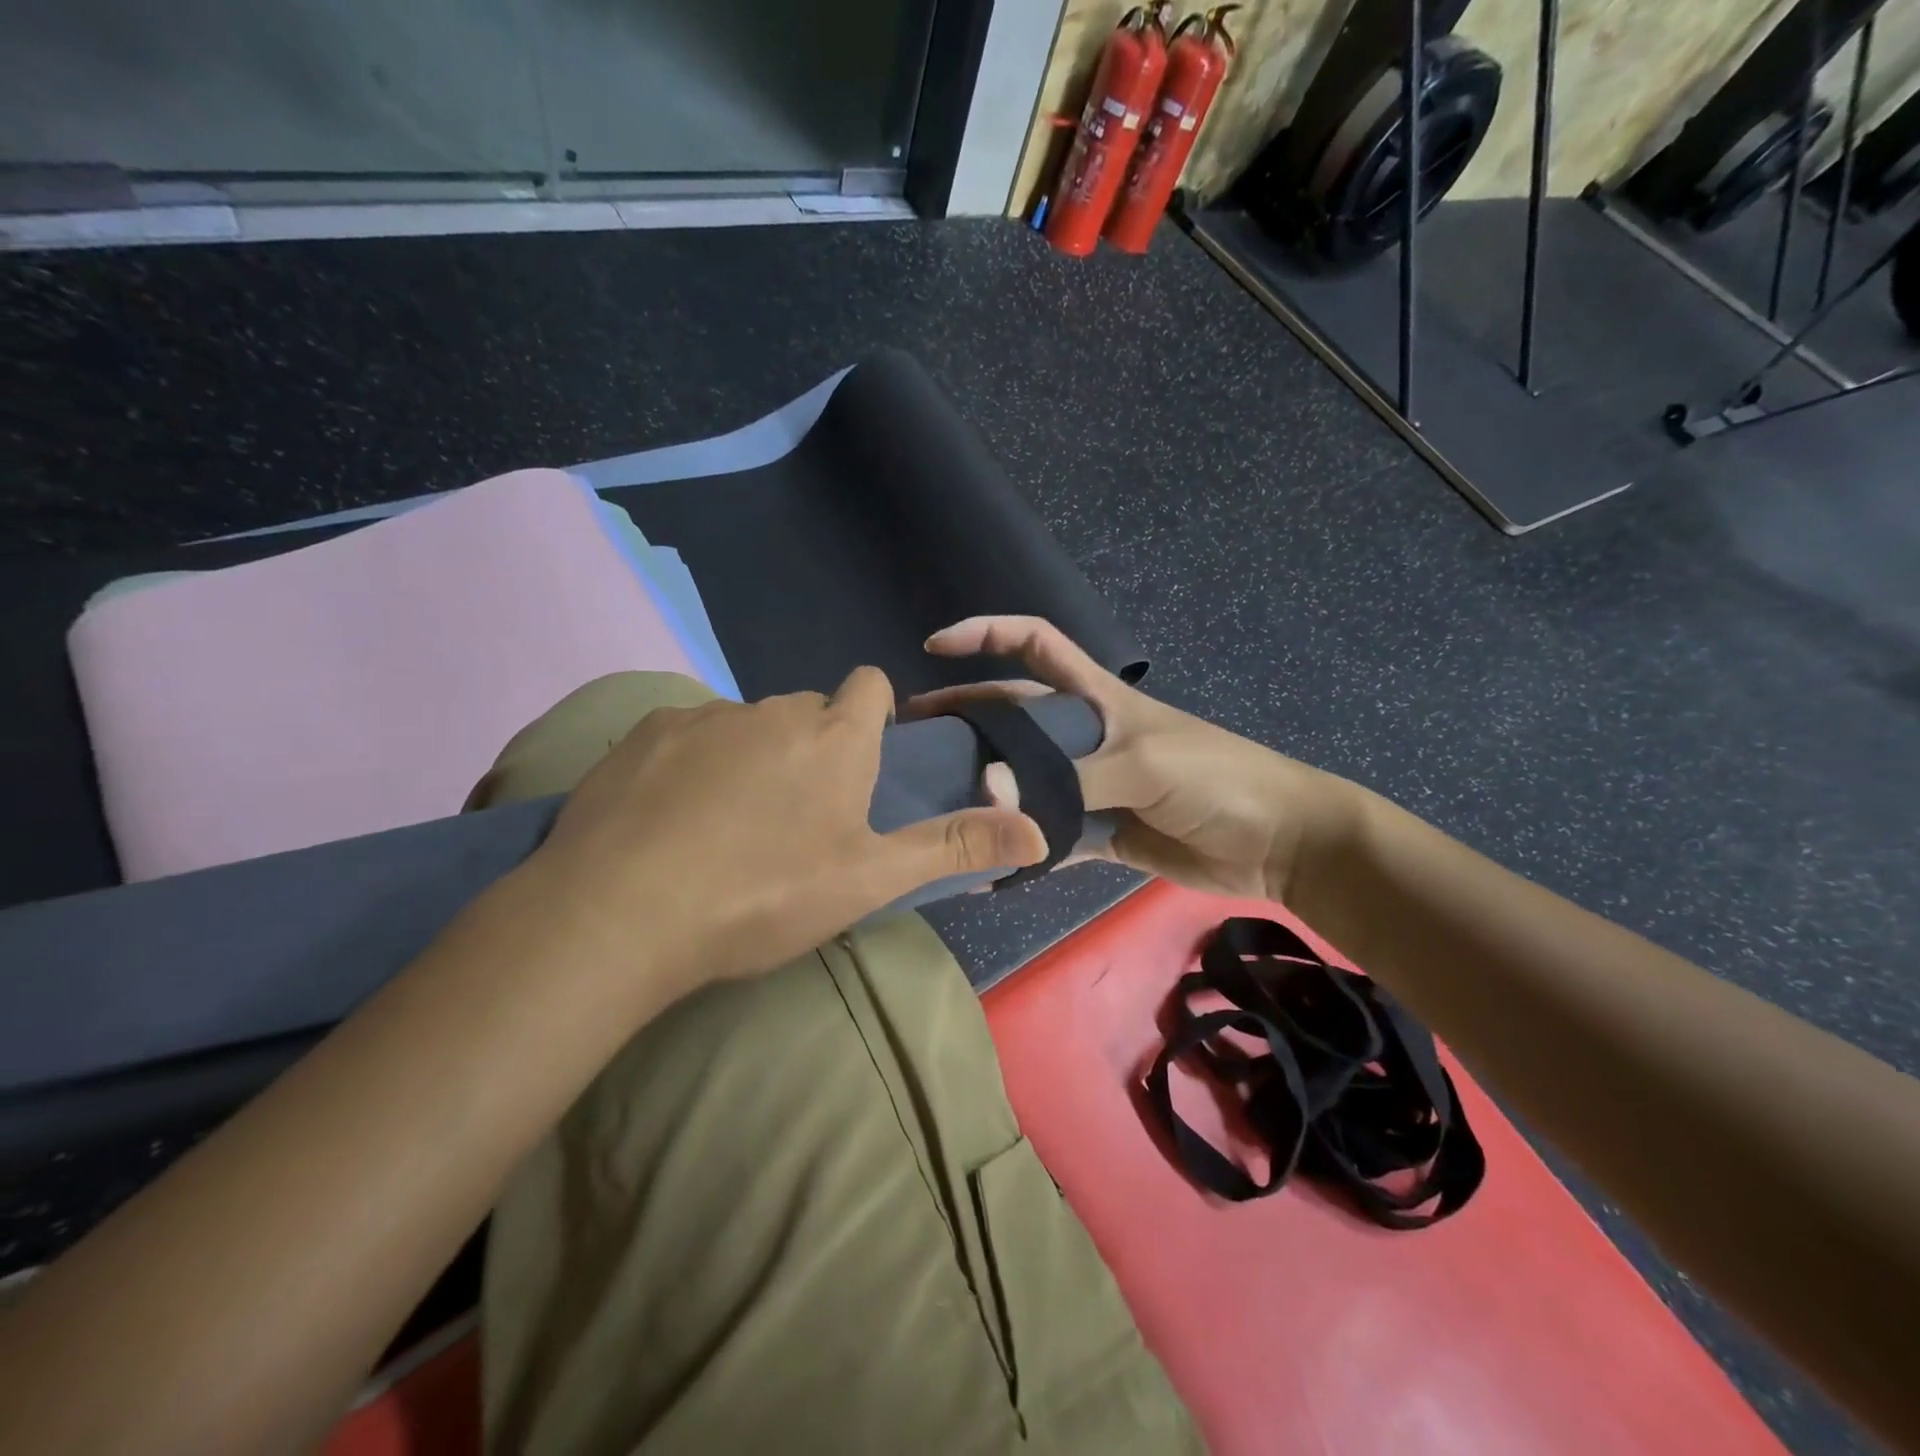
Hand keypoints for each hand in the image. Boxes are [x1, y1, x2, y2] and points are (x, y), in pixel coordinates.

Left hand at [523, 666, 1045, 1003]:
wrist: (623, 911)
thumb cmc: (764, 894)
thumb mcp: (869, 879)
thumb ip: (955, 846)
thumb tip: (1043, 830)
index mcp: (834, 737)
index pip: (868, 687)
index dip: (872, 715)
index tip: (862, 763)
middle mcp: (773, 710)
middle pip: (806, 712)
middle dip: (812, 748)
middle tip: (798, 819)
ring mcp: (702, 716)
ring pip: (746, 725)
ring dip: (751, 758)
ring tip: (729, 828)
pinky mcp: (642, 733)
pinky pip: (686, 736)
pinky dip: (692, 765)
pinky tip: (672, 820)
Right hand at [907, 617, 1354, 901]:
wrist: (1279, 845)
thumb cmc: (1218, 779)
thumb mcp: (1143, 764)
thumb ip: (1068, 777)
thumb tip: (987, 788)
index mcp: (1097, 699)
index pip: (1036, 645)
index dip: (987, 633)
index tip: (935, 645)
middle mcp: (1086, 736)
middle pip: (1014, 719)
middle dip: (965, 721)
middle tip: (909, 743)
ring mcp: (1091, 786)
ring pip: (1025, 782)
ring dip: (985, 792)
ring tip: (932, 807)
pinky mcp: (1101, 834)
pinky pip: (1049, 840)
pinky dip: (1020, 853)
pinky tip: (982, 871)